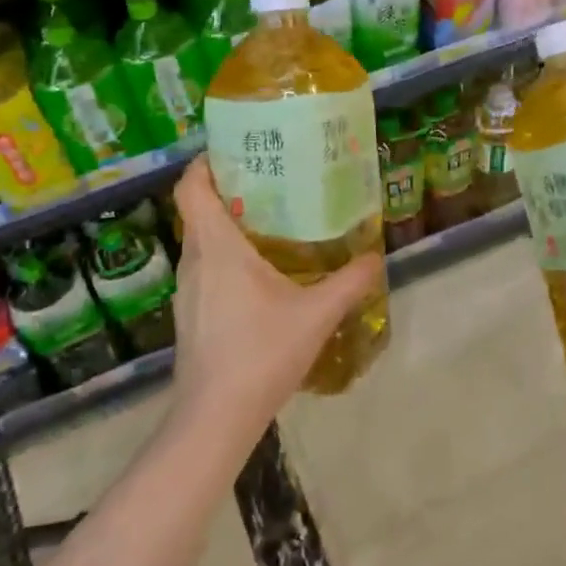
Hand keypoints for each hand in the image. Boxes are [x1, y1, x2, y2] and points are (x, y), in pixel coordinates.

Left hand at [167, 157, 384, 446]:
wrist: (215, 416)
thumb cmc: (261, 353)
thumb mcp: (316, 314)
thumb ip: (350, 282)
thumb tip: (377, 257)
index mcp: (216, 247)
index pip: (191, 187)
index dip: (206, 162)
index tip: (236, 150)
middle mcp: (194, 260)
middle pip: (199, 209)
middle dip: (231, 190)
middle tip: (274, 182)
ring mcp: (188, 289)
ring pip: (203, 241)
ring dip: (231, 225)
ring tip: (274, 223)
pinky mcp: (191, 313)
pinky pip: (206, 267)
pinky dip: (228, 256)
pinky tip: (262, 275)